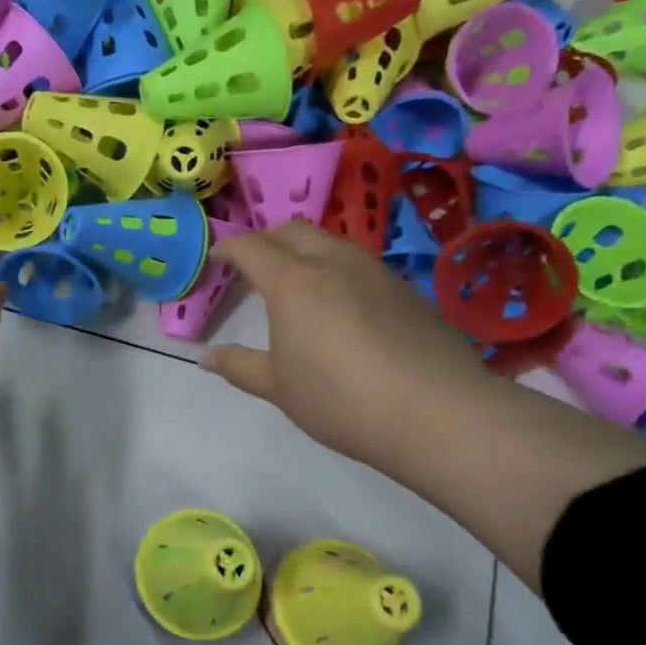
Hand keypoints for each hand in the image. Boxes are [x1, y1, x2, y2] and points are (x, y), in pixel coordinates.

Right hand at [202, 220, 497, 473]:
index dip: (228, 249)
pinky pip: (360, 264)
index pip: (251, 247)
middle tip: (253, 266)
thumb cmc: (340, 399)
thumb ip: (239, 366)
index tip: (216, 259)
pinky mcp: (407, 290)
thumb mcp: (278, 388)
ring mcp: (376, 272)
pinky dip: (338, 270)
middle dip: (267, 240)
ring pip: (331, 242)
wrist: (438, 413)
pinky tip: (341, 306)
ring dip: (305, 251)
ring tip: (296, 283)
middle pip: (293, 231)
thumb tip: (207, 358)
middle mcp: (334, 263)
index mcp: (293, 282)